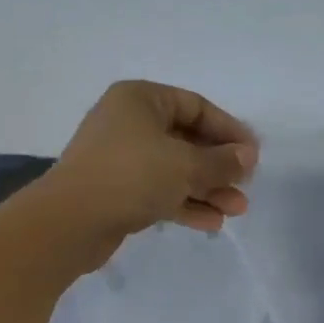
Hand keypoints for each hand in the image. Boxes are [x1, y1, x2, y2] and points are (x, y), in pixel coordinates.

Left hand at [45, 81, 258, 254]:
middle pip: (186, 140)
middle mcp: (129, 123)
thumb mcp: (185, 165)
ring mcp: (121, 158)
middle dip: (219, 166)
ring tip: (237, 210)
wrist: (70, 222)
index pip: (196, 107)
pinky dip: (184, 203)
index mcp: (140, 100)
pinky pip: (159, 190)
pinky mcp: (117, 190)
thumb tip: (248, 156)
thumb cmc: (131, 176)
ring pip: (174, 169)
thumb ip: (221, 161)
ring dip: (207, 189)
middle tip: (246, 186)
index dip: (228, 130)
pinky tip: (211, 223)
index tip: (253, 154)